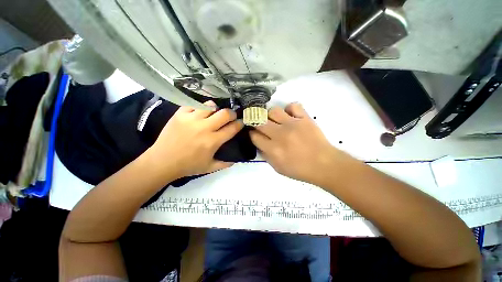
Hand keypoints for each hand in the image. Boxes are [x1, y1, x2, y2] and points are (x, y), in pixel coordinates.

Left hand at [149, 100, 242, 178]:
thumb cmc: (188, 166)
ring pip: (209, 105)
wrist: (162, 162)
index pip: (232, 128)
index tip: (241, 122)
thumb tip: (235, 160)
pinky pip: (193, 104)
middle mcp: (204, 128)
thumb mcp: (209, 168)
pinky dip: (199, 107)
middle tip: (231, 116)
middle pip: (224, 114)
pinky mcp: (179, 115)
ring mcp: (191, 119)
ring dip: (215, 108)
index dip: (239, 124)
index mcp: (212, 141)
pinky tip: (199, 113)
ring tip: (214, 113)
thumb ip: (225, 164)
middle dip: (232, 113)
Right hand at [250, 103, 342, 184]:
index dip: (252, 134)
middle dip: (256, 122)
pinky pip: (293, 105)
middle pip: (260, 121)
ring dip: (271, 116)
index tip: (254, 133)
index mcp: (273, 149)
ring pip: (273, 111)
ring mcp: (293, 124)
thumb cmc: (300, 169)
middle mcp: (280, 135)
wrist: (324, 165)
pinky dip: (289, 109)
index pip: (254, 136)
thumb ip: (265, 155)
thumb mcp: (278, 168)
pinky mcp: (304, 118)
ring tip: (275, 121)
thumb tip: (259, 143)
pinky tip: (289, 116)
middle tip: (260, 125)